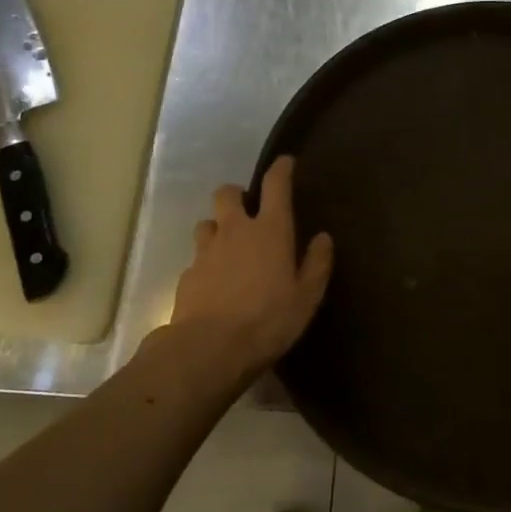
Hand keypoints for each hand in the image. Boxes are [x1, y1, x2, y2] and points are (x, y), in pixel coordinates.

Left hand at [171, 156, 332, 374]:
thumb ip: (317, 264)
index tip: (286, 162)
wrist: (209, 349)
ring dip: (218, 228)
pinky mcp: (187, 275)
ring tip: (229, 247)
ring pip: (207, 223)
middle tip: (248, 210)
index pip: (275, 185)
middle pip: (227, 193)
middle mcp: (235, 231)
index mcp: (270, 230)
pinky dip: (207, 263)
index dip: (281, 169)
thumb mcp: (307, 297)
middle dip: (237, 194)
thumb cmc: (268, 320)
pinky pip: (197, 258)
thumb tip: (323, 237)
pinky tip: (215, 283)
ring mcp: (206, 251)